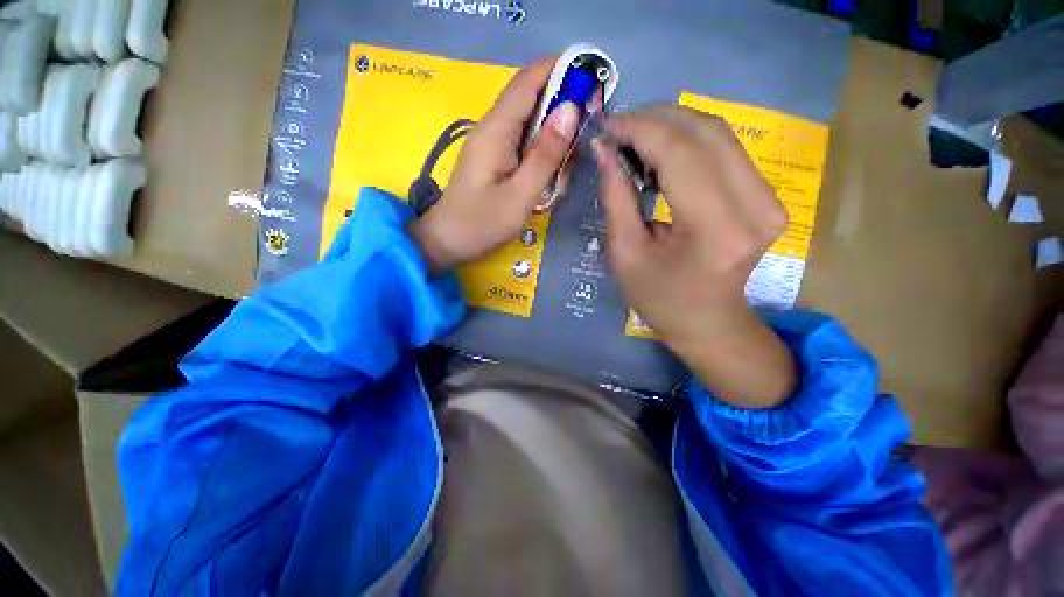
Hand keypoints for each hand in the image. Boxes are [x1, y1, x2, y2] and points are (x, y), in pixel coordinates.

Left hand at [409, 56, 580, 272]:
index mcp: (496, 129)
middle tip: (578, 149)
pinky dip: (542, 156)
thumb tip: (570, 108)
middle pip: (533, 100)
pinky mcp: (495, 158)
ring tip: (559, 178)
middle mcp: (493, 127)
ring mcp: (493, 143)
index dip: (561, 69)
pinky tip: (546, 181)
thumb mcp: (520, 195)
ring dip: (553, 142)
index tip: (593, 81)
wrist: (447, 242)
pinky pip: (524, 144)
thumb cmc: (481, 224)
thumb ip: (545, 155)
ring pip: (532, 124)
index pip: (529, 80)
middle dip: (562, 114)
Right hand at [594, 106, 796, 408]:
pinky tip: (661, 153)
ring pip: (718, 132)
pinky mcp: (767, 195)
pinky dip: (688, 140)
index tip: (605, 127)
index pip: (679, 153)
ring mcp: (769, 198)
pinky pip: (725, 149)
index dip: (638, 129)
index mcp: (715, 230)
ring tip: (633, 140)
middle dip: (654, 119)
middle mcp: (754, 206)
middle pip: (705, 132)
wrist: (708, 322)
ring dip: (670, 125)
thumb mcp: (625, 254)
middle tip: (616, 130)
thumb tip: (604, 149)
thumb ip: (615, 198)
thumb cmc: (659, 298)